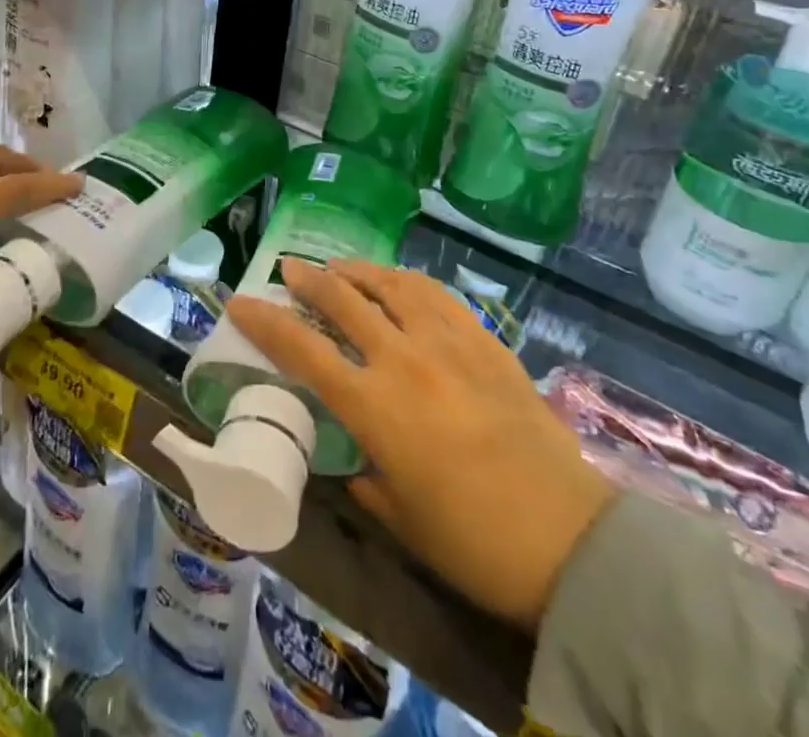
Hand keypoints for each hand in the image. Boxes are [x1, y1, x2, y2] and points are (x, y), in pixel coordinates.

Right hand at [227, 259, 614, 631]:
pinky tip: (400, 283)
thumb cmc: (472, 542)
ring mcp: (448, 343)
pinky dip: (407, 282)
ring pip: (391, 285)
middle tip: (289, 268)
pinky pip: (437, 295)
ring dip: (358, 271)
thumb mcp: (399, 519)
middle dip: (308, 280)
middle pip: (343, 301)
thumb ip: (364, 477)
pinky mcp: (484, 341)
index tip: (239, 301)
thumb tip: (351, 458)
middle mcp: (404, 360)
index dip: (264, 322)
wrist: (569, 540)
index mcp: (374, 406)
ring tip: (341, 268)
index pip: (302, 350)